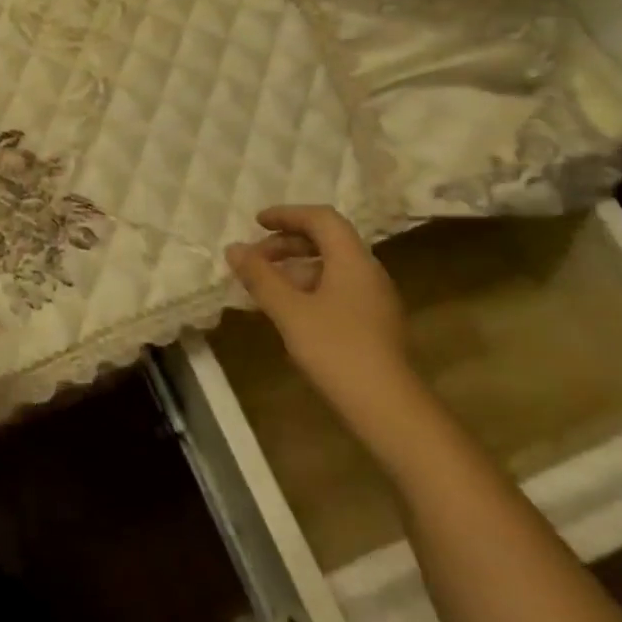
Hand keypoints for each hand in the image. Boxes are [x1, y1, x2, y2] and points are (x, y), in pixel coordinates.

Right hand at [225, 206, 418, 429]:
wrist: (387, 406)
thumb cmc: (335, 349)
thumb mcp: (289, 310)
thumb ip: (260, 276)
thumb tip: (233, 248)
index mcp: (352, 260)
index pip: (321, 218)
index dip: (287, 215)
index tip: (256, 223)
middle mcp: (368, 271)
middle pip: (327, 240)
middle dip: (287, 243)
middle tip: (255, 258)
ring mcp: (374, 298)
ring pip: (332, 266)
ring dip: (296, 267)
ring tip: (265, 286)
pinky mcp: (373, 322)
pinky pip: (337, 288)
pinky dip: (309, 287)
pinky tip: (288, 310)